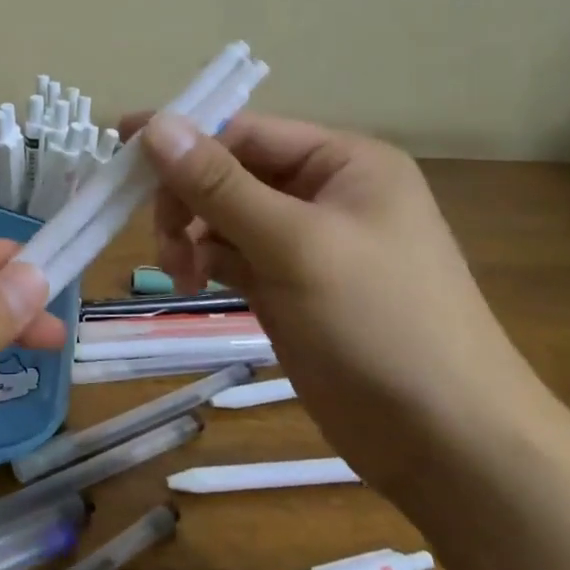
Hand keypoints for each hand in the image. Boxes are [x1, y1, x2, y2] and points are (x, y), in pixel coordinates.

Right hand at [128, 110, 554, 501]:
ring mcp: (308, 242)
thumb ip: (219, 184)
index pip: (244, 131)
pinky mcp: (291, 286)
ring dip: (192, 235)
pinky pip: (233, 255)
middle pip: (229, 172)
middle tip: (160, 239)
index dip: (182, 139)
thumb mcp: (294, 244)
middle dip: (187, 199)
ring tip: (178, 273)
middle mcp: (325, 192)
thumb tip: (156, 124)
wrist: (449, 445)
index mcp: (343, 162)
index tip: (120, 152)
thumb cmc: (379, 324)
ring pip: (225, 216)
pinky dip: (206, 261)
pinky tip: (192, 281)